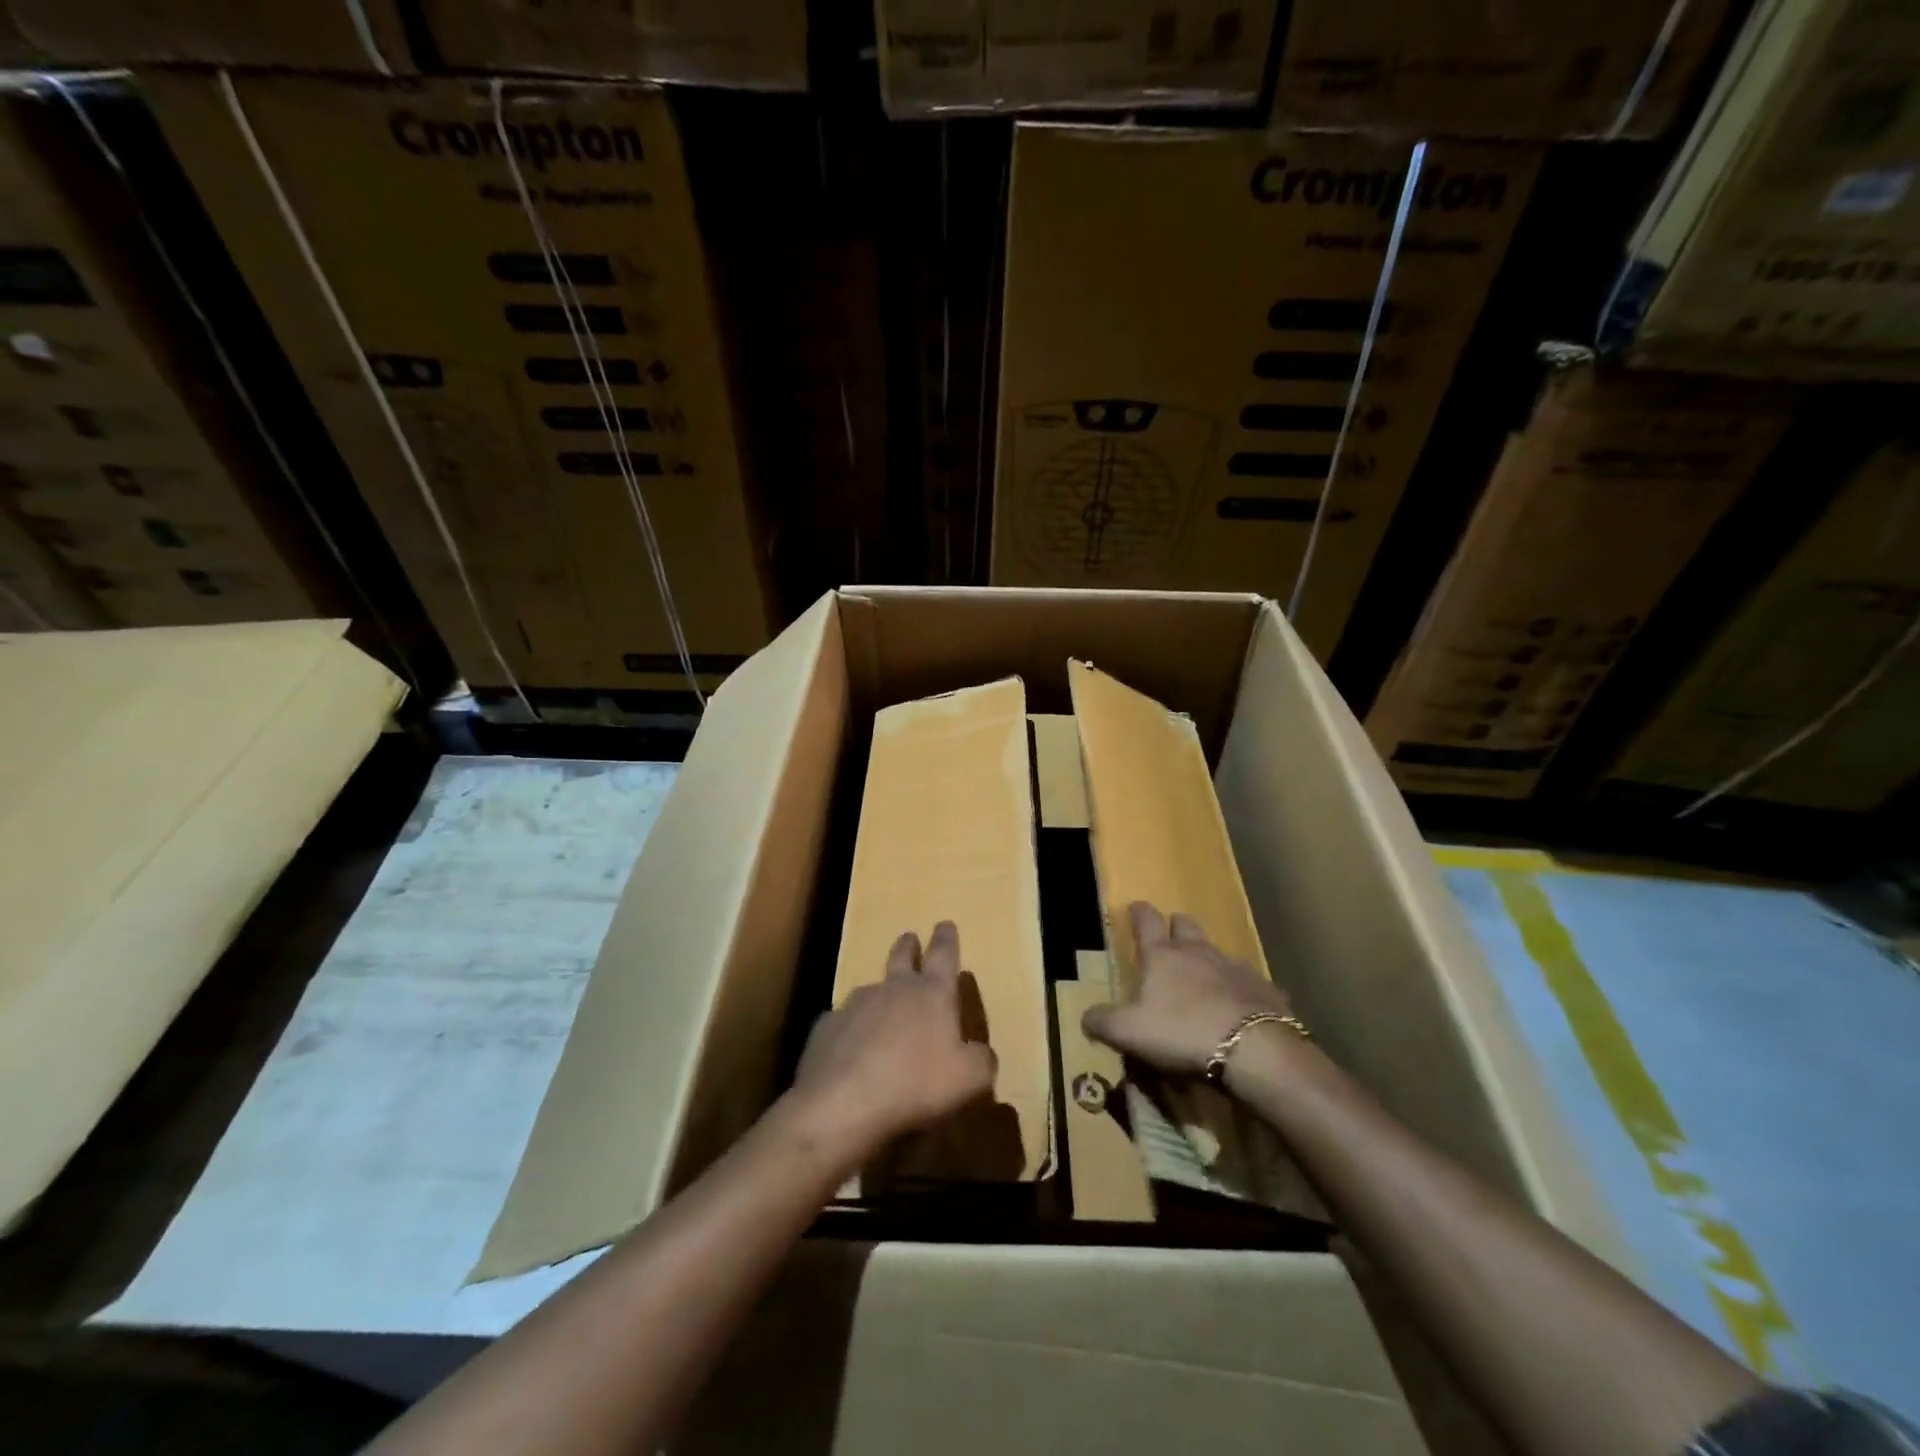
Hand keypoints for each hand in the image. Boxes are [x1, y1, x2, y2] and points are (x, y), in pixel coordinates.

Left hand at [786, 922, 997, 1164]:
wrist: (843, 1104)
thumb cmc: (916, 1085)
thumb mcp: (970, 1080)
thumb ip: (981, 1061)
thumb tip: (980, 1054)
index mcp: (931, 994)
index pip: (943, 955)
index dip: (946, 939)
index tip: (944, 923)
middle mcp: (893, 989)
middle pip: (901, 957)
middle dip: (908, 946)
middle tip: (909, 937)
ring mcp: (854, 1005)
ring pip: (870, 990)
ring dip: (879, 994)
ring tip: (881, 1009)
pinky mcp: (826, 1029)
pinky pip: (842, 1023)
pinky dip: (850, 1030)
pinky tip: (850, 1051)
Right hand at [1082, 901, 1295, 1076]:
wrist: (1253, 1049)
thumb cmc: (1181, 1031)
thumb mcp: (1128, 1032)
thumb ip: (1103, 1022)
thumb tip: (1085, 1017)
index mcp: (1162, 956)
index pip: (1146, 922)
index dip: (1139, 913)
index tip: (1135, 906)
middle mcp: (1198, 952)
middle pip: (1186, 927)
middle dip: (1177, 926)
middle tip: (1172, 933)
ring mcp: (1235, 968)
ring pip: (1219, 952)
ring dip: (1209, 958)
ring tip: (1205, 973)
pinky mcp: (1265, 990)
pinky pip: (1251, 983)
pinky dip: (1242, 988)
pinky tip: (1242, 1004)